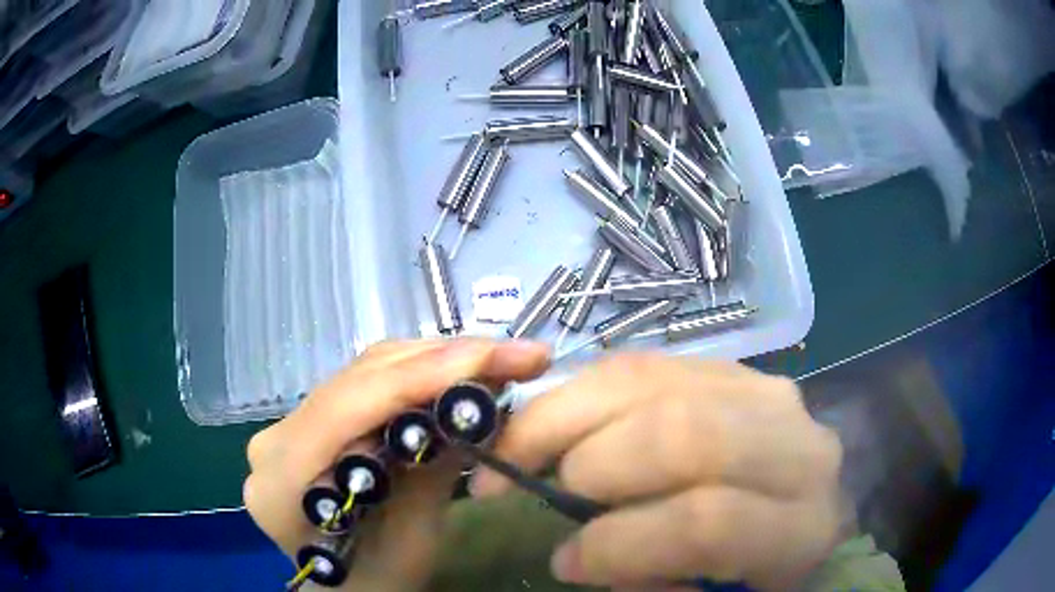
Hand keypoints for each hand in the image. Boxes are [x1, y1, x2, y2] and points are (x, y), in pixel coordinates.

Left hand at [244, 339, 549, 590]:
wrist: (342, 587)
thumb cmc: (375, 581)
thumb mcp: (411, 543)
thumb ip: (433, 474)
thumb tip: (478, 410)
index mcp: (283, 481)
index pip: (347, 408)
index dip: (419, 376)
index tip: (492, 357)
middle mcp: (276, 438)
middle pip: (359, 378)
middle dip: (442, 359)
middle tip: (515, 356)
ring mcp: (289, 424)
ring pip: (365, 372)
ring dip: (434, 361)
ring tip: (497, 361)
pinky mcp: (311, 420)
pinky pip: (366, 383)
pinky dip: (417, 374)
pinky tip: (457, 375)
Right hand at [471, 355, 843, 590]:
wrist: (804, 504)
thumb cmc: (762, 567)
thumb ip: (657, 589)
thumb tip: (584, 552)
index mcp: (800, 527)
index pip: (707, 524)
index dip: (620, 545)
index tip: (566, 561)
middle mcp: (795, 447)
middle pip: (683, 435)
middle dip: (590, 466)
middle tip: (535, 492)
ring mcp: (764, 391)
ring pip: (653, 382)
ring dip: (567, 415)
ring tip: (519, 449)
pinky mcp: (730, 367)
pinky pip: (644, 364)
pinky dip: (583, 390)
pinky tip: (555, 419)